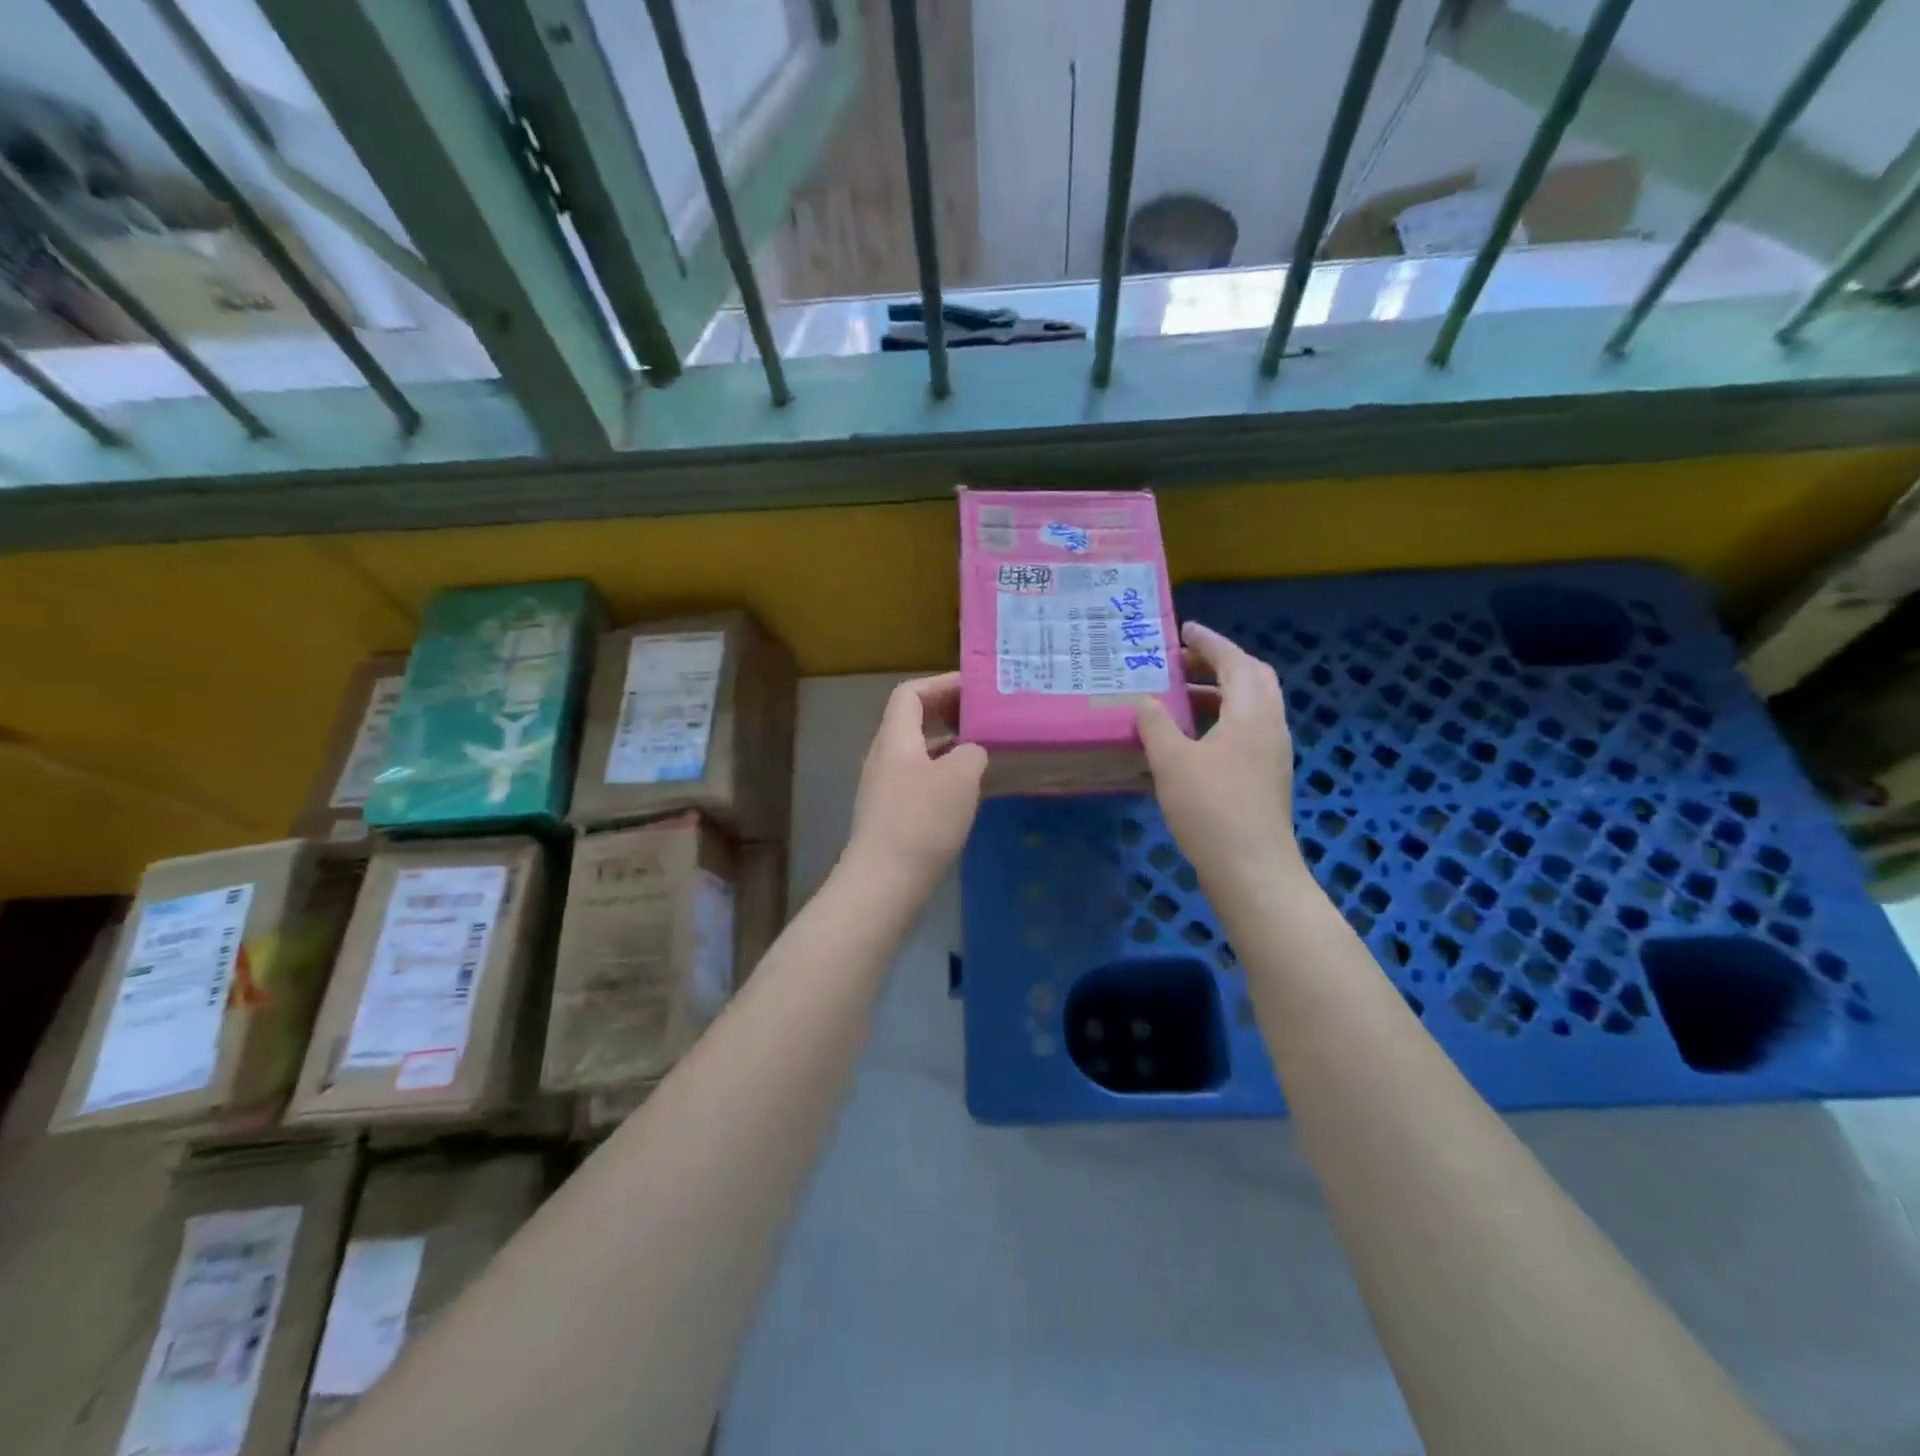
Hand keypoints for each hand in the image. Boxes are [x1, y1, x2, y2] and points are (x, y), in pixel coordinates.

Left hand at [844, 673, 987, 890]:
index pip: (910, 693)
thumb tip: (972, 751)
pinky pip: (919, 780)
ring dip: (948, 745)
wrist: (885, 881)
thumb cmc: (922, 820)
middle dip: (948, 713)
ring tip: (983, 750)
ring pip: (918, 753)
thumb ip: (972, 752)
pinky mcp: (891, 815)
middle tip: (983, 716)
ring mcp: (884, 788)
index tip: (974, 688)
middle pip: (912, 721)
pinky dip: (944, 774)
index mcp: (895, 739)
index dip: (941, 684)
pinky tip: (968, 792)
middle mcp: (884, 757)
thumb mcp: (960, 777)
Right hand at [1136, 622, 1301, 893]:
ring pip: (1251, 707)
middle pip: (1252, 679)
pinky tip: (1191, 741)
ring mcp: (1272, 754)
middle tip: (1184, 662)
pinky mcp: (1267, 778)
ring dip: (1218, 694)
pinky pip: (1247, 732)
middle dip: (1219, 664)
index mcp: (1251, 713)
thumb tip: (1145, 701)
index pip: (1234, 661)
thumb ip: (1156, 725)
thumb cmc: (1211, 808)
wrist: (1251, 869)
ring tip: (1179, 699)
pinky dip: (1221, 721)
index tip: (1184, 630)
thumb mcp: (1172, 761)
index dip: (1209, 642)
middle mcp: (1269, 726)